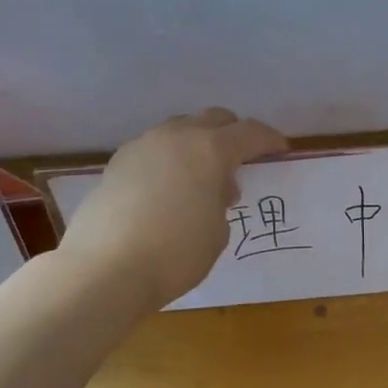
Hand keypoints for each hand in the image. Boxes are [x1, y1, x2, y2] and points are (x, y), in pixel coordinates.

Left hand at [62, 108, 287, 304]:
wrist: (106, 268)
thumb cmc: (177, 253)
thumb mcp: (218, 231)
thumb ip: (220, 201)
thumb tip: (211, 189)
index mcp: (210, 150)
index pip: (249, 133)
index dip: (269, 140)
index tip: (281, 150)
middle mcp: (175, 137)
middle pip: (213, 119)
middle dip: (233, 134)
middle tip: (243, 160)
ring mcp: (141, 147)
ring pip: (180, 131)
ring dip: (199, 146)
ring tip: (203, 179)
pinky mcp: (117, 165)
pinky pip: (155, 151)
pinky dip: (171, 161)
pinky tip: (171, 190)